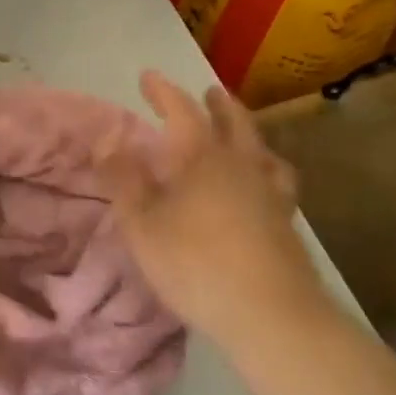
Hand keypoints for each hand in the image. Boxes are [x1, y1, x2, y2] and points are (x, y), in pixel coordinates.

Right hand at [96, 70, 323, 345]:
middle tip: (209, 92)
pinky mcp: (287, 224)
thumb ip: (123, 179)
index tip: (148, 77)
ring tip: (242, 134)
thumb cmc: (196, 264)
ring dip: (248, 132)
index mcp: (201, 157)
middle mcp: (240, 164)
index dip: (163, 91)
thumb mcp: (141, 223)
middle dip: (217, 104)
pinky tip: (263, 185)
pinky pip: (278, 181)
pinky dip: (267, 170)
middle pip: (234, 122)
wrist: (274, 317)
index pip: (182, 110)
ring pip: (262, 149)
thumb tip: (108, 141)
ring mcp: (270, 193)